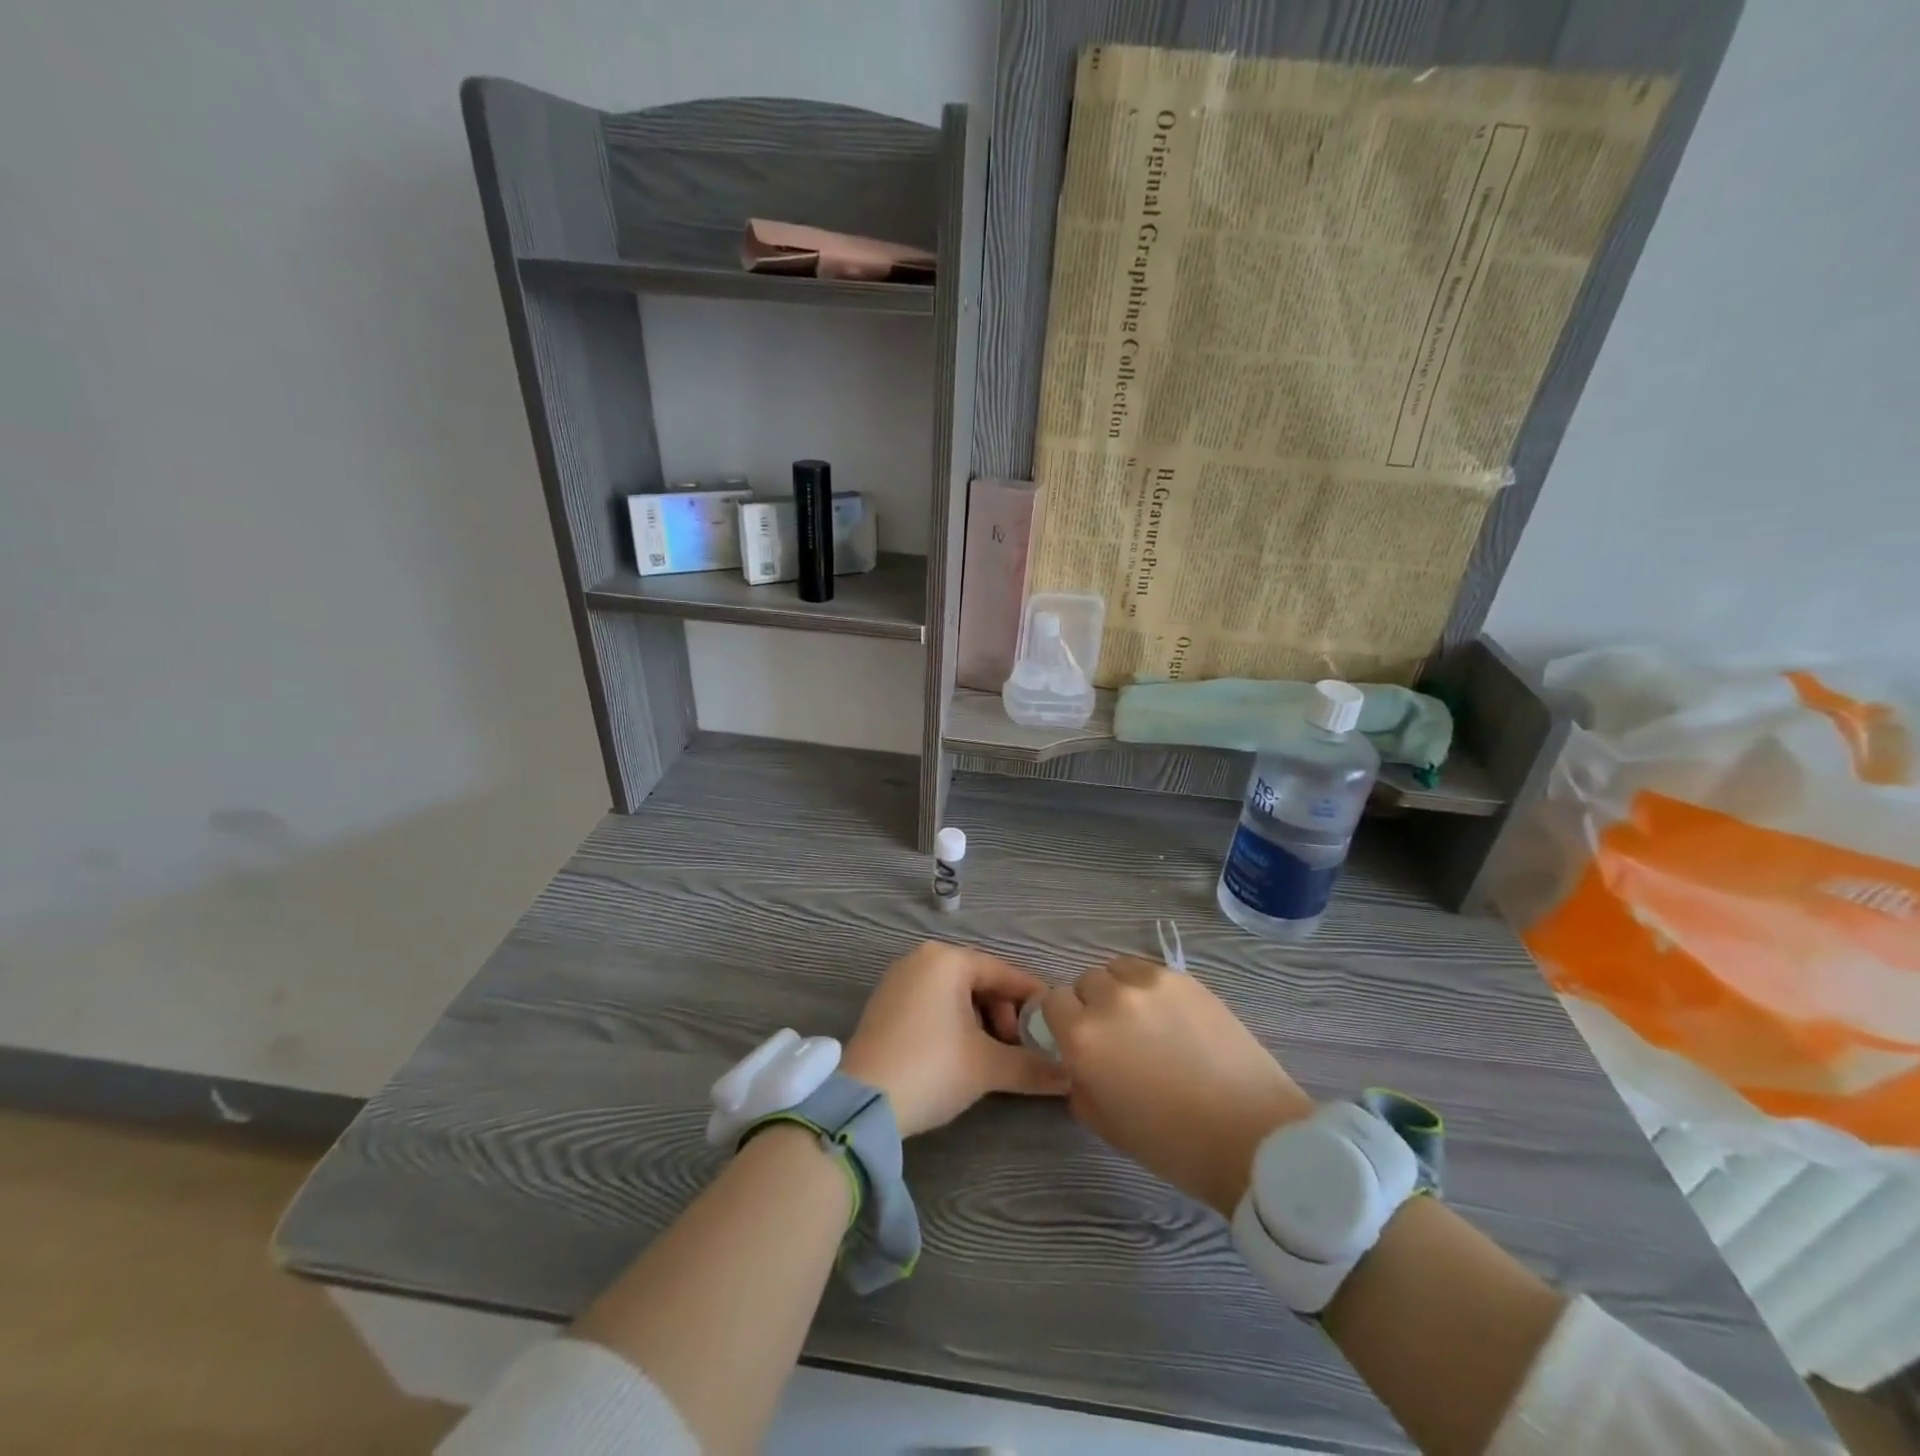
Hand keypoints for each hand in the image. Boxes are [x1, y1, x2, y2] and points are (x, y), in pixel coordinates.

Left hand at [841, 942, 1068, 1136]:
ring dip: (981, 1023)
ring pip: (955, 995)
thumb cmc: (932, 1068)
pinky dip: (954, 1024)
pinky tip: (963, 1055)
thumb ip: (1033, 1067)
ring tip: (994, 1057)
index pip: (1003, 972)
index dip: (1033, 998)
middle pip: (978, 982)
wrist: (862, 1103)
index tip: (1056, 1021)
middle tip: (1018, 1049)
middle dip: (1004, 1015)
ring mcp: (898, 981)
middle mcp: (921, 959)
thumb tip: (1071, 1076)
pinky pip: (932, 1004)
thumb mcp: (988, 1067)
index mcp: (946, 960)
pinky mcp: (884, 1005)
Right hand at [1041, 957, 1313, 1214]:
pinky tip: (1173, 1018)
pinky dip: (1151, 989)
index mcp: (1083, 1037)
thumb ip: (1079, 1084)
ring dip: (1120, 990)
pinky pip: (1151, 972)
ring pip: (1117, 970)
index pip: (1052, 1002)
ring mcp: (1151, 983)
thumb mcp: (1106, 1124)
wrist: (1252, 1136)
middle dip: (1092, 1006)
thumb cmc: (1174, 1144)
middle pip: (1085, 982)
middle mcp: (1110, 999)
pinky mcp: (1185, 978)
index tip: (1079, 1041)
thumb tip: (1079, 1063)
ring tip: (1145, 1021)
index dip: (1063, 1022)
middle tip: (1117, 1037)